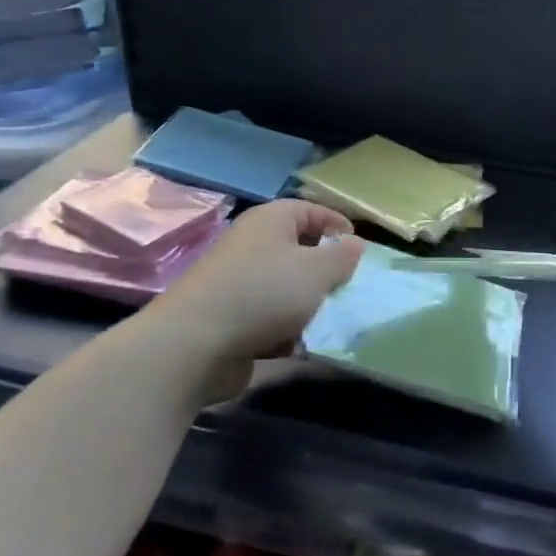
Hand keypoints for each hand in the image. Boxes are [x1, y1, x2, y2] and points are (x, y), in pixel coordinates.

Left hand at [145, 199, 363, 406]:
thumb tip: (355, 244)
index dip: (337, 225)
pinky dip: (285, 330)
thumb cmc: (264, 294)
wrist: (194, 345)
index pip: (310, 210)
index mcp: (270, 222)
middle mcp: (251, 246)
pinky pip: (269, 318)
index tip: (360, 249)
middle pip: (298, 251)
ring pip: (286, 288)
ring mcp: (238, 284)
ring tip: (330, 320)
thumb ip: (343, 256)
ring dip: (308, 306)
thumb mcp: (317, 271)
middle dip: (326, 272)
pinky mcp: (230, 319)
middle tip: (349, 288)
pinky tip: (300, 345)